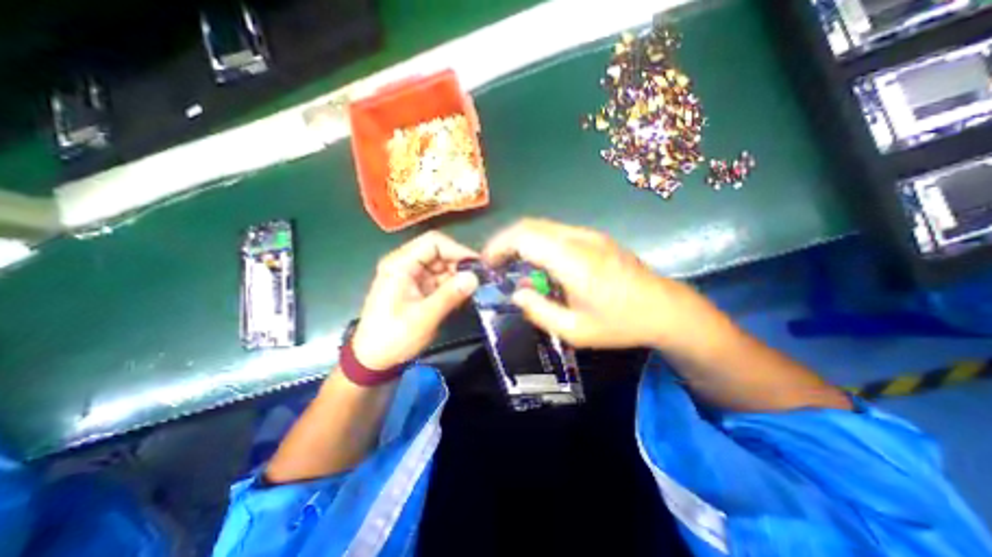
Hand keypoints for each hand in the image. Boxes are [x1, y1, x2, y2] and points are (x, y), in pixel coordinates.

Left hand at [352, 230, 479, 369]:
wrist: (373, 360)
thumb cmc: (393, 338)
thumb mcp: (423, 317)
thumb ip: (450, 295)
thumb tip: (475, 277)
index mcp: (400, 264)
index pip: (433, 243)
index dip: (457, 250)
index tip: (477, 266)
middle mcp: (406, 265)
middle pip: (439, 253)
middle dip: (460, 265)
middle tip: (480, 281)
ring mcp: (412, 277)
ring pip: (442, 267)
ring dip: (458, 277)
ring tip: (474, 291)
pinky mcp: (418, 288)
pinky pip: (440, 280)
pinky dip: (452, 287)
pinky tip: (463, 298)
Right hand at [484, 216, 709, 348]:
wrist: (665, 309)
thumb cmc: (620, 324)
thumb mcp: (575, 330)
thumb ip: (539, 311)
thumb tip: (517, 293)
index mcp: (574, 262)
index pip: (525, 238)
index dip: (499, 246)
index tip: (488, 264)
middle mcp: (579, 239)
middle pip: (530, 225)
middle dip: (505, 241)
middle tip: (495, 263)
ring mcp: (589, 234)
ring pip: (543, 226)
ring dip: (521, 241)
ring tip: (513, 264)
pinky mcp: (595, 237)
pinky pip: (556, 232)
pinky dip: (538, 242)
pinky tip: (539, 263)